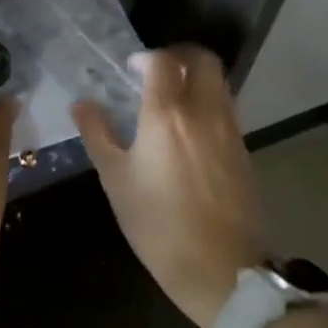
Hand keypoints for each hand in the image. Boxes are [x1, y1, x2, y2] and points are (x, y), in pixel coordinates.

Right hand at [72, 46, 264, 327]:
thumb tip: (82, 103)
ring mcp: (230, 131)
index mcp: (167, 116)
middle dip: (179, 55)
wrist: (224, 271)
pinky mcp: (244, 151)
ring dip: (196, 78)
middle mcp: (204, 113)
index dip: (145, 57)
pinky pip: (227, 109)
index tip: (130, 68)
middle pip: (203, 60)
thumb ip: (98, 134)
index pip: (163, 61)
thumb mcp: (116, 181)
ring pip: (219, 83)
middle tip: (156, 71)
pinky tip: (189, 131)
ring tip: (171, 99)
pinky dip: (208, 103)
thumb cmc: (159, 227)